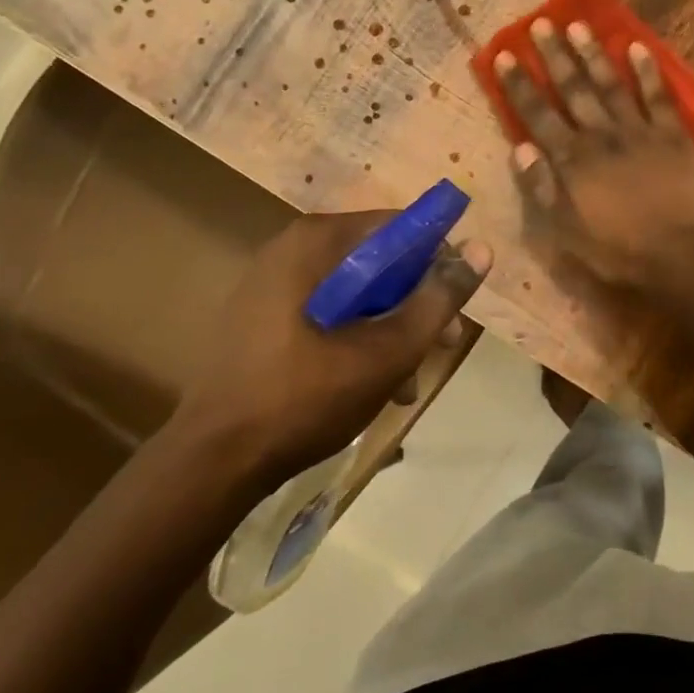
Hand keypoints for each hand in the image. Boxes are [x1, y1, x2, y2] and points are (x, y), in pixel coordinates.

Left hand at [171, 210, 491, 491]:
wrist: (210, 465)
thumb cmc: (303, 398)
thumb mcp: (387, 351)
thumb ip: (438, 299)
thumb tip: (482, 250)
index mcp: (316, 242)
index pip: (399, 227)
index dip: (438, 260)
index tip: (455, 305)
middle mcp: (292, 249)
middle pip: (380, 260)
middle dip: (416, 304)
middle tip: (442, 346)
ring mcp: (273, 283)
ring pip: (358, 291)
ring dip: (391, 328)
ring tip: (407, 380)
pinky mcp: (263, 317)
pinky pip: (329, 312)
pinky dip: (357, 338)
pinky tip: (372, 384)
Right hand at [494, 18, 693, 286]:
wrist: (684, 255)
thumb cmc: (621, 251)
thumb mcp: (567, 232)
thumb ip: (542, 188)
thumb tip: (520, 147)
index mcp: (573, 160)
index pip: (538, 115)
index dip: (519, 85)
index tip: (504, 55)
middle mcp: (602, 135)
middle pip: (574, 90)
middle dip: (555, 56)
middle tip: (541, 23)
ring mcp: (640, 131)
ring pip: (611, 84)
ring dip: (594, 54)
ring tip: (579, 25)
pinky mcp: (674, 134)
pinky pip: (658, 96)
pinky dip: (647, 71)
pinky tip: (637, 47)